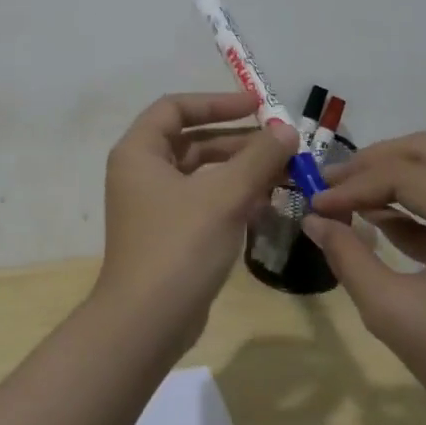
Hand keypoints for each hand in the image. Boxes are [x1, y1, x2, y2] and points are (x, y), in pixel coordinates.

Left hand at [97, 93, 296, 351]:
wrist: (147, 322)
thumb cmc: (179, 246)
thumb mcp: (224, 196)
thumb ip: (258, 158)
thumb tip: (286, 129)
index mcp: (139, 152)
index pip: (175, 108)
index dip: (217, 102)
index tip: (258, 106)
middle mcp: (141, 173)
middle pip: (192, 140)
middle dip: (237, 140)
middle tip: (280, 143)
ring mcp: (153, 206)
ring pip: (201, 174)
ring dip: (240, 171)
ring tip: (283, 174)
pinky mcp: (168, 234)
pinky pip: (203, 202)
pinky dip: (232, 198)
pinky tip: (267, 206)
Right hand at [302, 133, 425, 424]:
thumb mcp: (393, 312)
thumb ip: (348, 257)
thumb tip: (312, 220)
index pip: (404, 176)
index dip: (352, 186)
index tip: (312, 204)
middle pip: (425, 152)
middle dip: (371, 164)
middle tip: (329, 186)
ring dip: (388, 178)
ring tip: (343, 199)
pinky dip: (409, 202)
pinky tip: (374, 218)